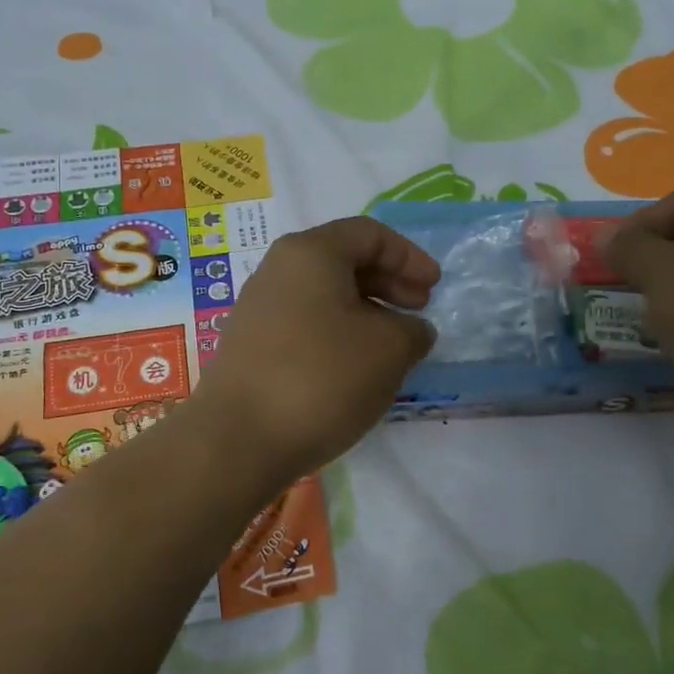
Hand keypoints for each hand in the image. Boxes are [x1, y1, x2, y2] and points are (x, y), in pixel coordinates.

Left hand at [194, 217, 439, 482]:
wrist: (239, 439)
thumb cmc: (322, 377)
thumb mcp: (390, 349)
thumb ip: (412, 330)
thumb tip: (411, 330)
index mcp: (310, 253)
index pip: (369, 234)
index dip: (409, 257)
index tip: (434, 288)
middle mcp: (278, 270)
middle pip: (344, 260)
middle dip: (389, 282)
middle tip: (419, 310)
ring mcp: (259, 308)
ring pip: (324, 295)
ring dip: (366, 311)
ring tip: (393, 344)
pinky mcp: (251, 346)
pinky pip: (306, 324)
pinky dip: (339, 333)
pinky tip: (355, 368)